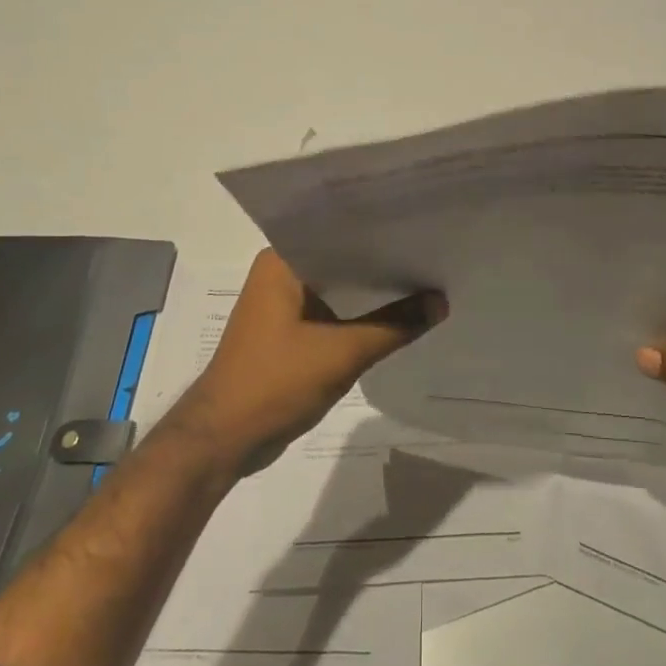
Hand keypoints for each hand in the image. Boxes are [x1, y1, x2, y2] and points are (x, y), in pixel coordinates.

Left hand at [165, 250, 445, 473]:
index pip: (339, 232)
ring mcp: (284, 304)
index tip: (423, 226)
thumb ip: (396, 325)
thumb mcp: (343, 353)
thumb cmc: (275, 383)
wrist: (224, 439)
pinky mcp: (290, 332)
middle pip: (343, 260)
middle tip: (434, 252)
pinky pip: (334, 313)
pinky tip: (399, 316)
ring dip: (374, 292)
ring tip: (427, 280)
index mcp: (282, 261)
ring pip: (340, 289)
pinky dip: (361, 316)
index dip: (382, 231)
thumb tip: (442, 301)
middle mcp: (281, 273)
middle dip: (384, 262)